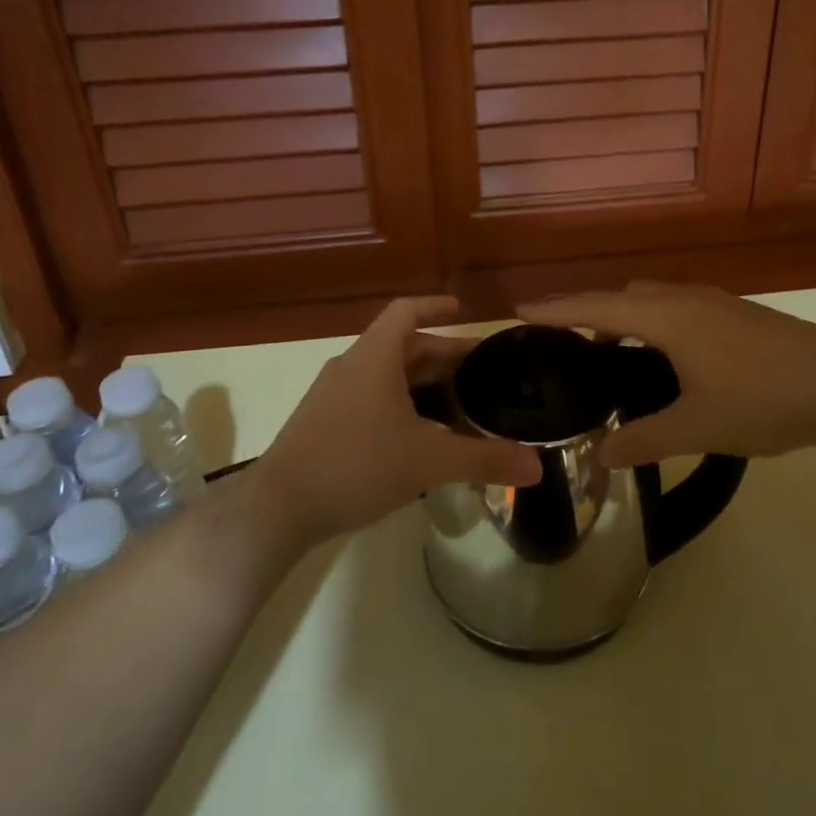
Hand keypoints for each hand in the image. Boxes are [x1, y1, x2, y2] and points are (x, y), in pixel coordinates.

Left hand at [249, 297, 540, 547]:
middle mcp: (352, 367)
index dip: (435, 306)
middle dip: (442, 355)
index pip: (406, 312)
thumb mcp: (427, 462)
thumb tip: (536, 466)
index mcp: (374, 358)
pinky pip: (371, 399)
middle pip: (402, 346)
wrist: (279, 508)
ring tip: (458, 404)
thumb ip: (483, 460)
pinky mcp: (324, 424)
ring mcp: (333, 396)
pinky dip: (401, 404)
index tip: (463, 309)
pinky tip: (420, 437)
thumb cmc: (356, 466)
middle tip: (480, 371)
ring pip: (386, 376)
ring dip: (421, 383)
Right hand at [520, 281, 815, 468]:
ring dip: (623, 313)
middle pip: (622, 295)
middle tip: (560, 336)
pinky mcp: (737, 312)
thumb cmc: (764, 400)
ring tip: (609, 348)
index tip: (519, 309)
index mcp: (668, 318)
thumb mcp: (698, 427)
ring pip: (653, 297)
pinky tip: (665, 353)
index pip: (596, 307)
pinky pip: (677, 304)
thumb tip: (598, 455)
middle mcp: (686, 298)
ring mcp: (716, 302)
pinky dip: (652, 318)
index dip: (556, 309)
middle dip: (586, 309)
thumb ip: (644, 440)